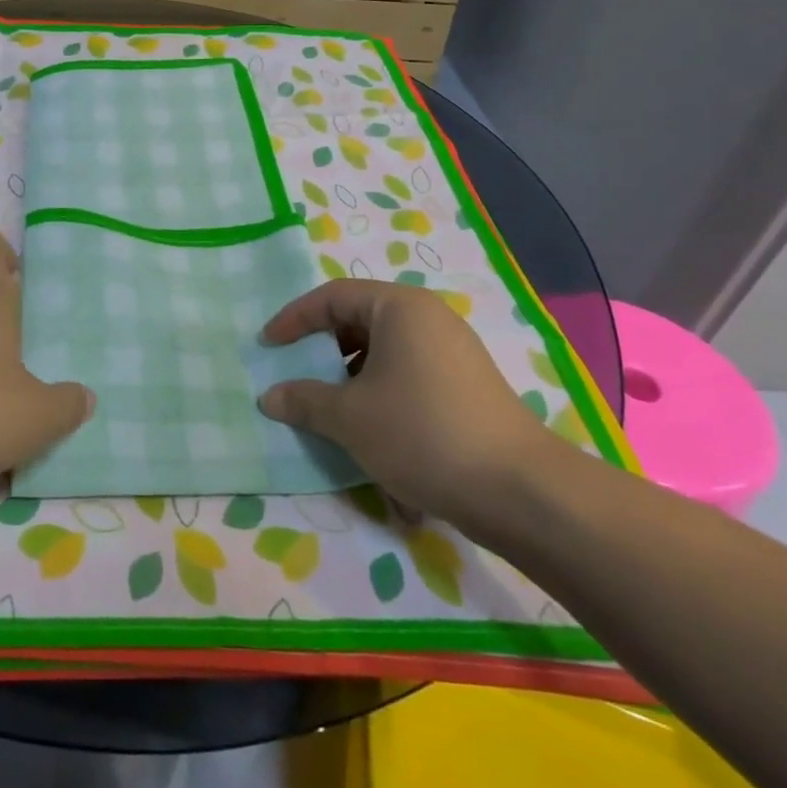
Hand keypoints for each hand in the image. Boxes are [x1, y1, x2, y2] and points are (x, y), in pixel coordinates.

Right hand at [257, 280, 555, 528]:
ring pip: (383, 349)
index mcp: (399, 307)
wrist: (519, 491)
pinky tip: (372, 428)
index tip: (267, 345)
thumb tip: (270, 397)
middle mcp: (428, 317)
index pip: (332, 296)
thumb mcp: (349, 417)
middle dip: (322, 347)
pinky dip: (378, 389)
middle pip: (359, 318)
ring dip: (349, 373)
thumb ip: (303, 400)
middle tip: (296, 373)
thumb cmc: (421, 433)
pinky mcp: (465, 384)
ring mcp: (452, 350)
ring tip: (330, 406)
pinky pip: (407, 372)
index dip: (293, 318)